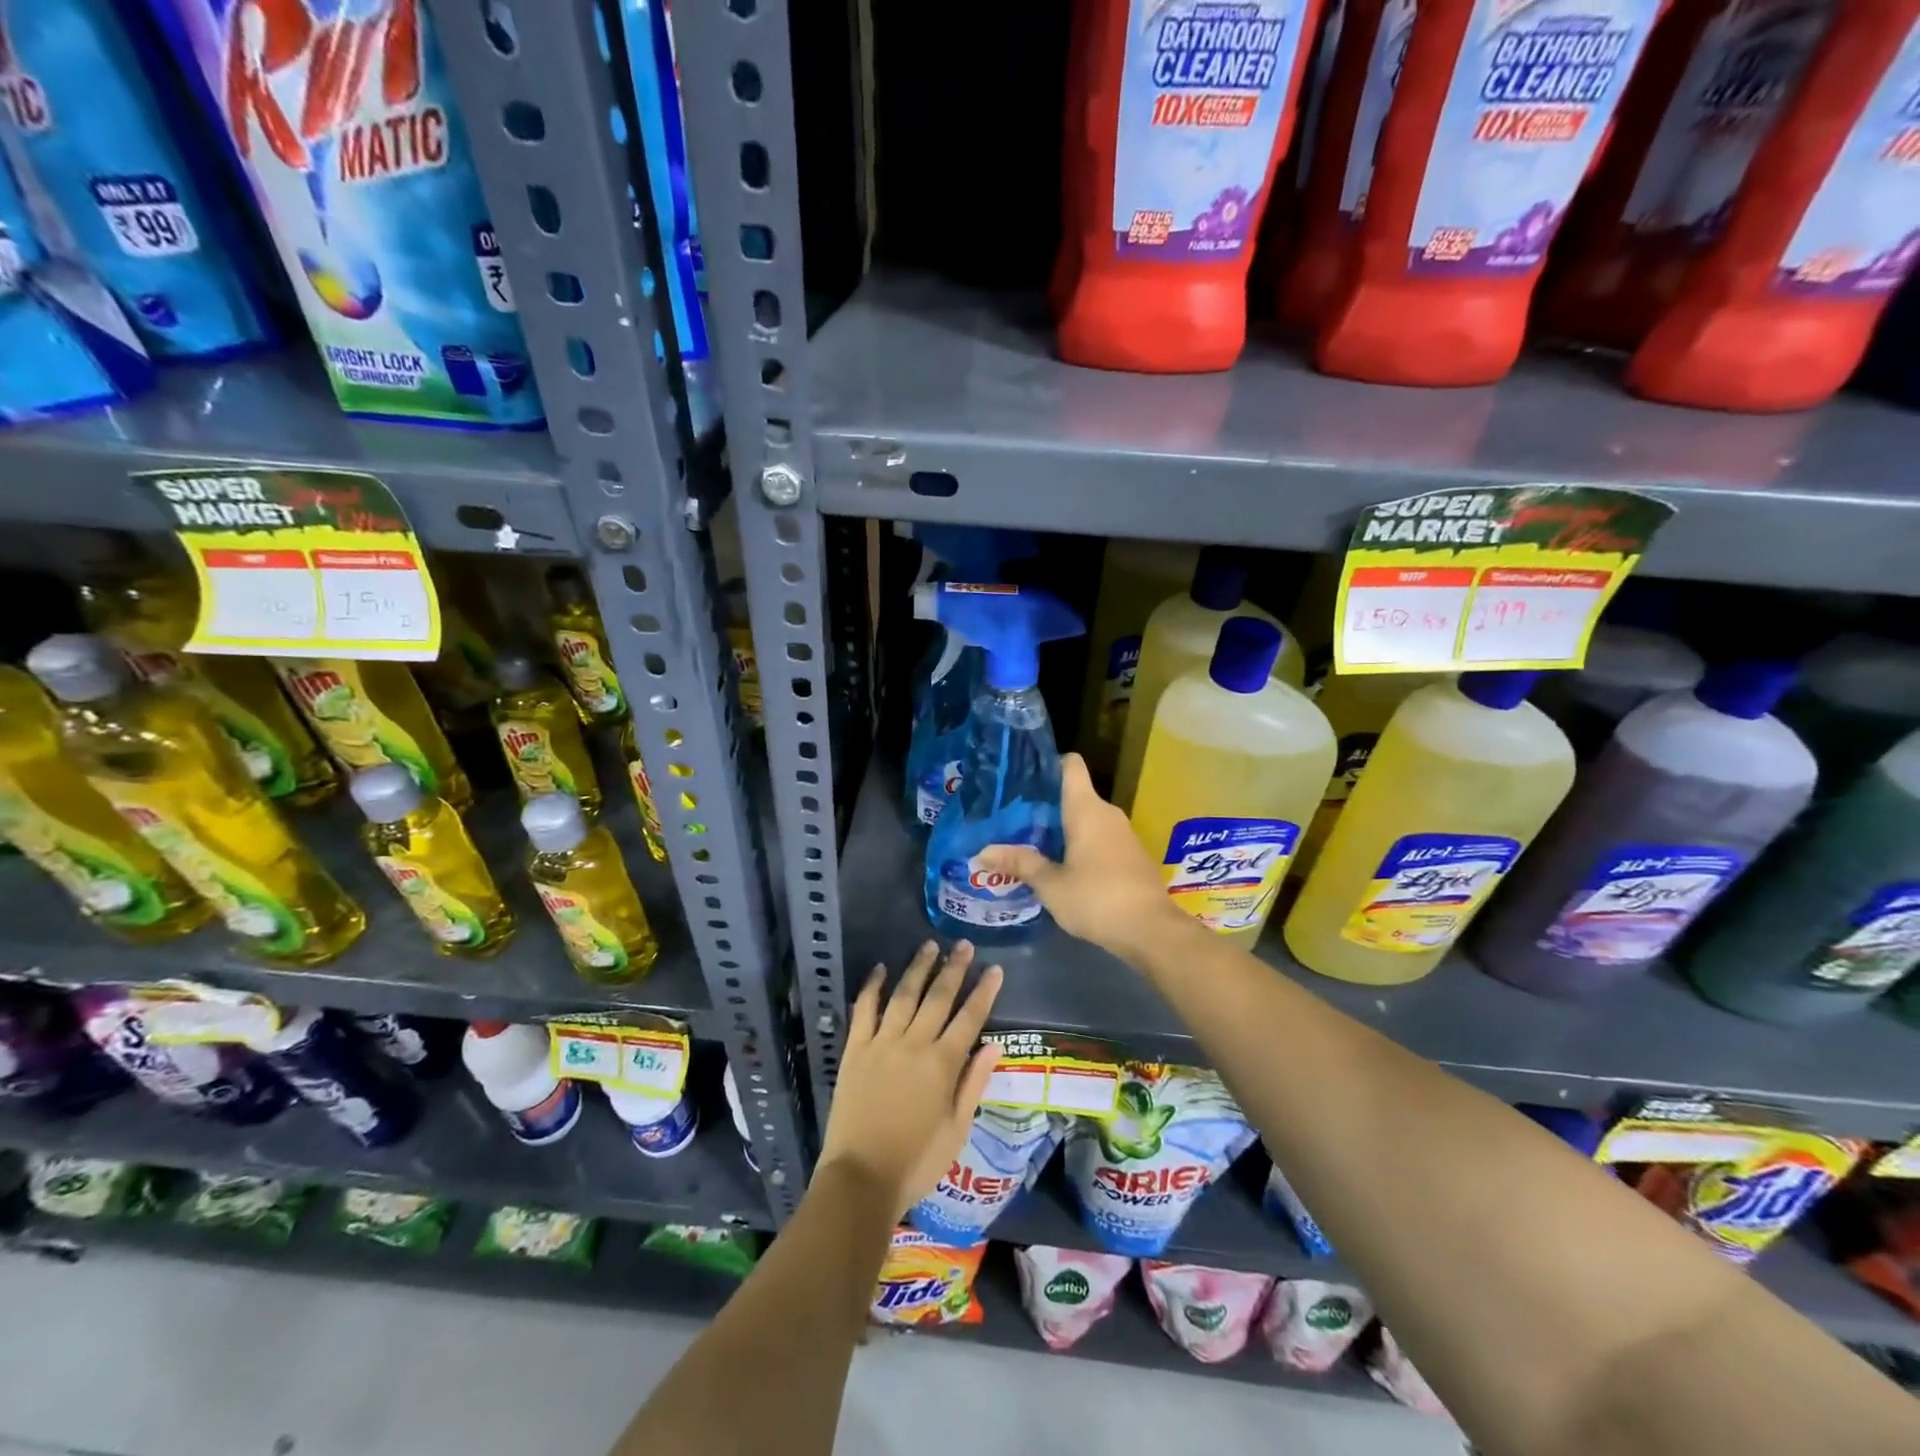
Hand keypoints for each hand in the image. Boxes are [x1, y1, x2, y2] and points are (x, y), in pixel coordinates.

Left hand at [818, 940, 1003, 1220]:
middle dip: (954, 969)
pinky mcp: (855, 1050)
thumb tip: (994, 1045)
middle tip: (964, 945)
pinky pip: (864, 1010)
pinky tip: (880, 969)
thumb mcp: (957, 1130)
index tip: (995, 969)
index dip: (984, 992)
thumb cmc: (916, 1162)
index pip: (970, 1018)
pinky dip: (872, 987)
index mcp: (943, 1064)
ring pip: (904, 995)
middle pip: (938, 998)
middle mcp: (914, 1044)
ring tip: (930, 946)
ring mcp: (882, 1043)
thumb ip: (973, 1083)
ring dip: (918, 968)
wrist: (861, 1179)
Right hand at [975, 753, 1190, 960]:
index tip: (1023, 777)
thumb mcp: (1050, 885)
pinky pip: (1099, 839)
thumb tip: (982, 852)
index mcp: (1086, 809)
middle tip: (1013, 818)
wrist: (1151, 930)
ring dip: (1062, 828)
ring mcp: (1123, 834)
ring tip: (1030, 843)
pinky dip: (1080, 845)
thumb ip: (1019, 864)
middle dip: (1045, 805)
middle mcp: (1107, 813)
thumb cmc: (1096, 898)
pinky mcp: (1131, 856)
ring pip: (1087, 819)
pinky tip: (1060, 866)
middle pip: (1074, 794)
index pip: (1070, 765)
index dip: (1048, 764)